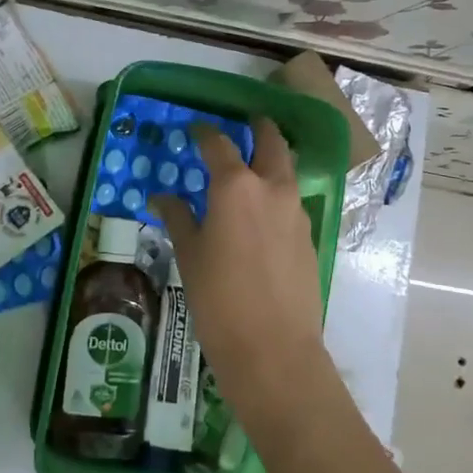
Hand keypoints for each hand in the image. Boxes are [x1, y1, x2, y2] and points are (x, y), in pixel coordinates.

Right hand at [151, 119, 328, 421]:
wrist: (273, 348)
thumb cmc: (219, 299)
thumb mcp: (190, 255)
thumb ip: (178, 217)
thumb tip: (162, 196)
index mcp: (236, 186)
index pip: (219, 144)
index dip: (206, 133)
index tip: (196, 129)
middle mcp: (272, 189)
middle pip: (272, 142)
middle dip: (260, 128)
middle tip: (248, 123)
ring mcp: (297, 212)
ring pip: (287, 171)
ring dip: (273, 160)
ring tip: (253, 168)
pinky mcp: (310, 237)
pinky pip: (292, 202)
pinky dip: (278, 195)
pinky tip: (263, 214)